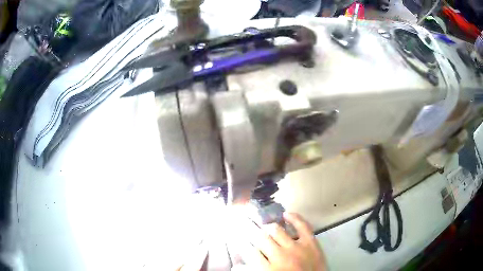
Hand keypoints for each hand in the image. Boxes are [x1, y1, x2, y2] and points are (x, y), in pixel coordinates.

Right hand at [239, 212, 325, 270]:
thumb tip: (237, 266)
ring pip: (276, 230)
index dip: (242, 245)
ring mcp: (296, 247)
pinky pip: (302, 226)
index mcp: (268, 269)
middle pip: (260, 239)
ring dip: (268, 228)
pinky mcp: (310, 242)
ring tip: (265, 228)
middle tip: (247, 228)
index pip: (249, 252)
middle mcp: (279, 256)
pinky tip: (285, 214)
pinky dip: (294, 218)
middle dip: (252, 233)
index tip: (239, 241)